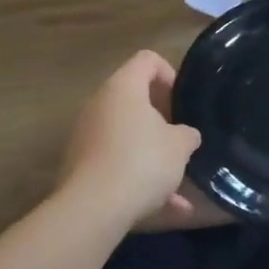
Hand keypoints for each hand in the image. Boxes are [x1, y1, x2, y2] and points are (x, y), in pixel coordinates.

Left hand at [57, 51, 201, 228]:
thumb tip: (184, 134)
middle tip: (181, 139)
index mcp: (123, 88)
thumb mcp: (180, 146)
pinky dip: (139, 181)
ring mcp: (86, 136)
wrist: (93, 209)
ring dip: (153, 157)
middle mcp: (99, 105)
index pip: (147, 59)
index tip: (183, 101)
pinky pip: (117, 165)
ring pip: (127, 139)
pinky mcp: (81, 167)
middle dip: (161, 121)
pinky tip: (166, 209)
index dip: (170, 73)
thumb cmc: (141, 162)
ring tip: (178, 184)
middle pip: (134, 100)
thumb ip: (187, 134)